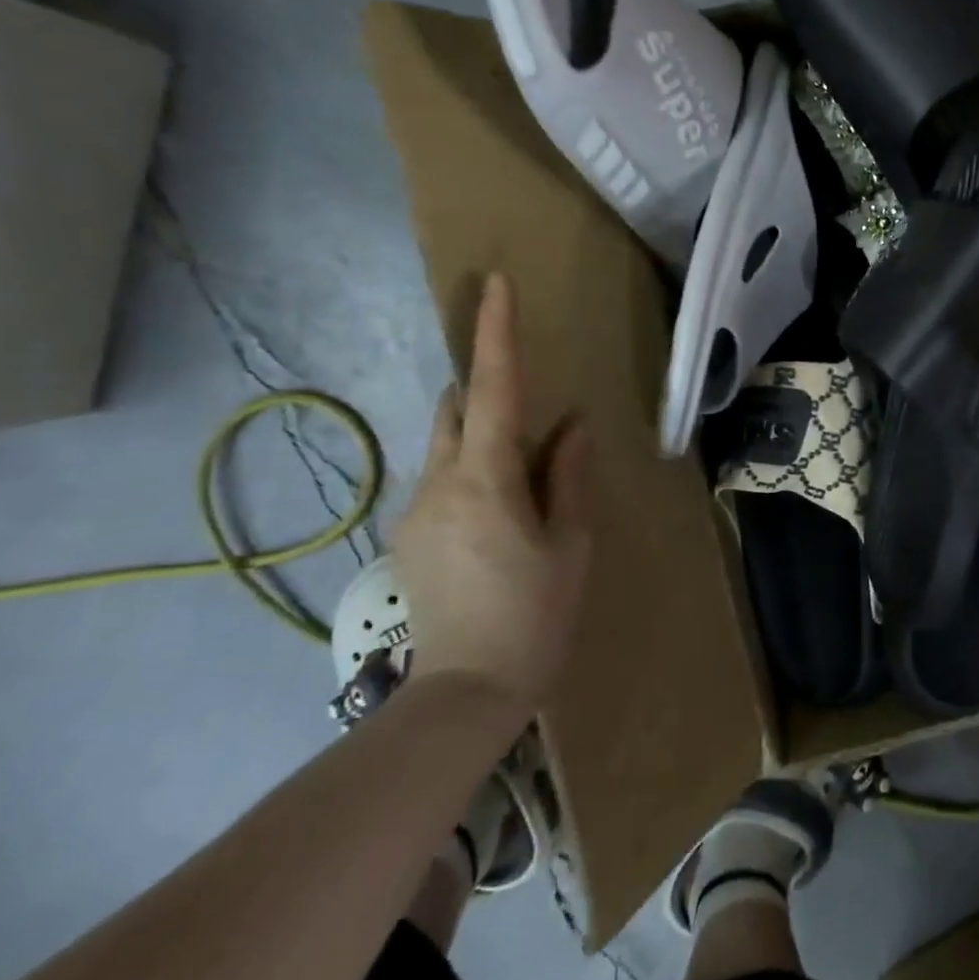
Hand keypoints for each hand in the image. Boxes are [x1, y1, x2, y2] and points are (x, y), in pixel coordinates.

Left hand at [390, 272, 591, 720]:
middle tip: (525, 398)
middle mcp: (438, 484)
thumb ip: (568, 475)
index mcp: (487, 481)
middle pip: (455, 410)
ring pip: (446, 447)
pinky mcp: (406, 537)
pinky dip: (470, 473)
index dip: (495, 334)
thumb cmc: (536, 615)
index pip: (492, 390)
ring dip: (480, 438)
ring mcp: (414, 511)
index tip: (495, 285)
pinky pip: (441, 481)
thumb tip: (572, 425)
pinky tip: (499, 517)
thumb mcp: (570, 542)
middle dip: (483, 387)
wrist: (465, 694)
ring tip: (523, 475)